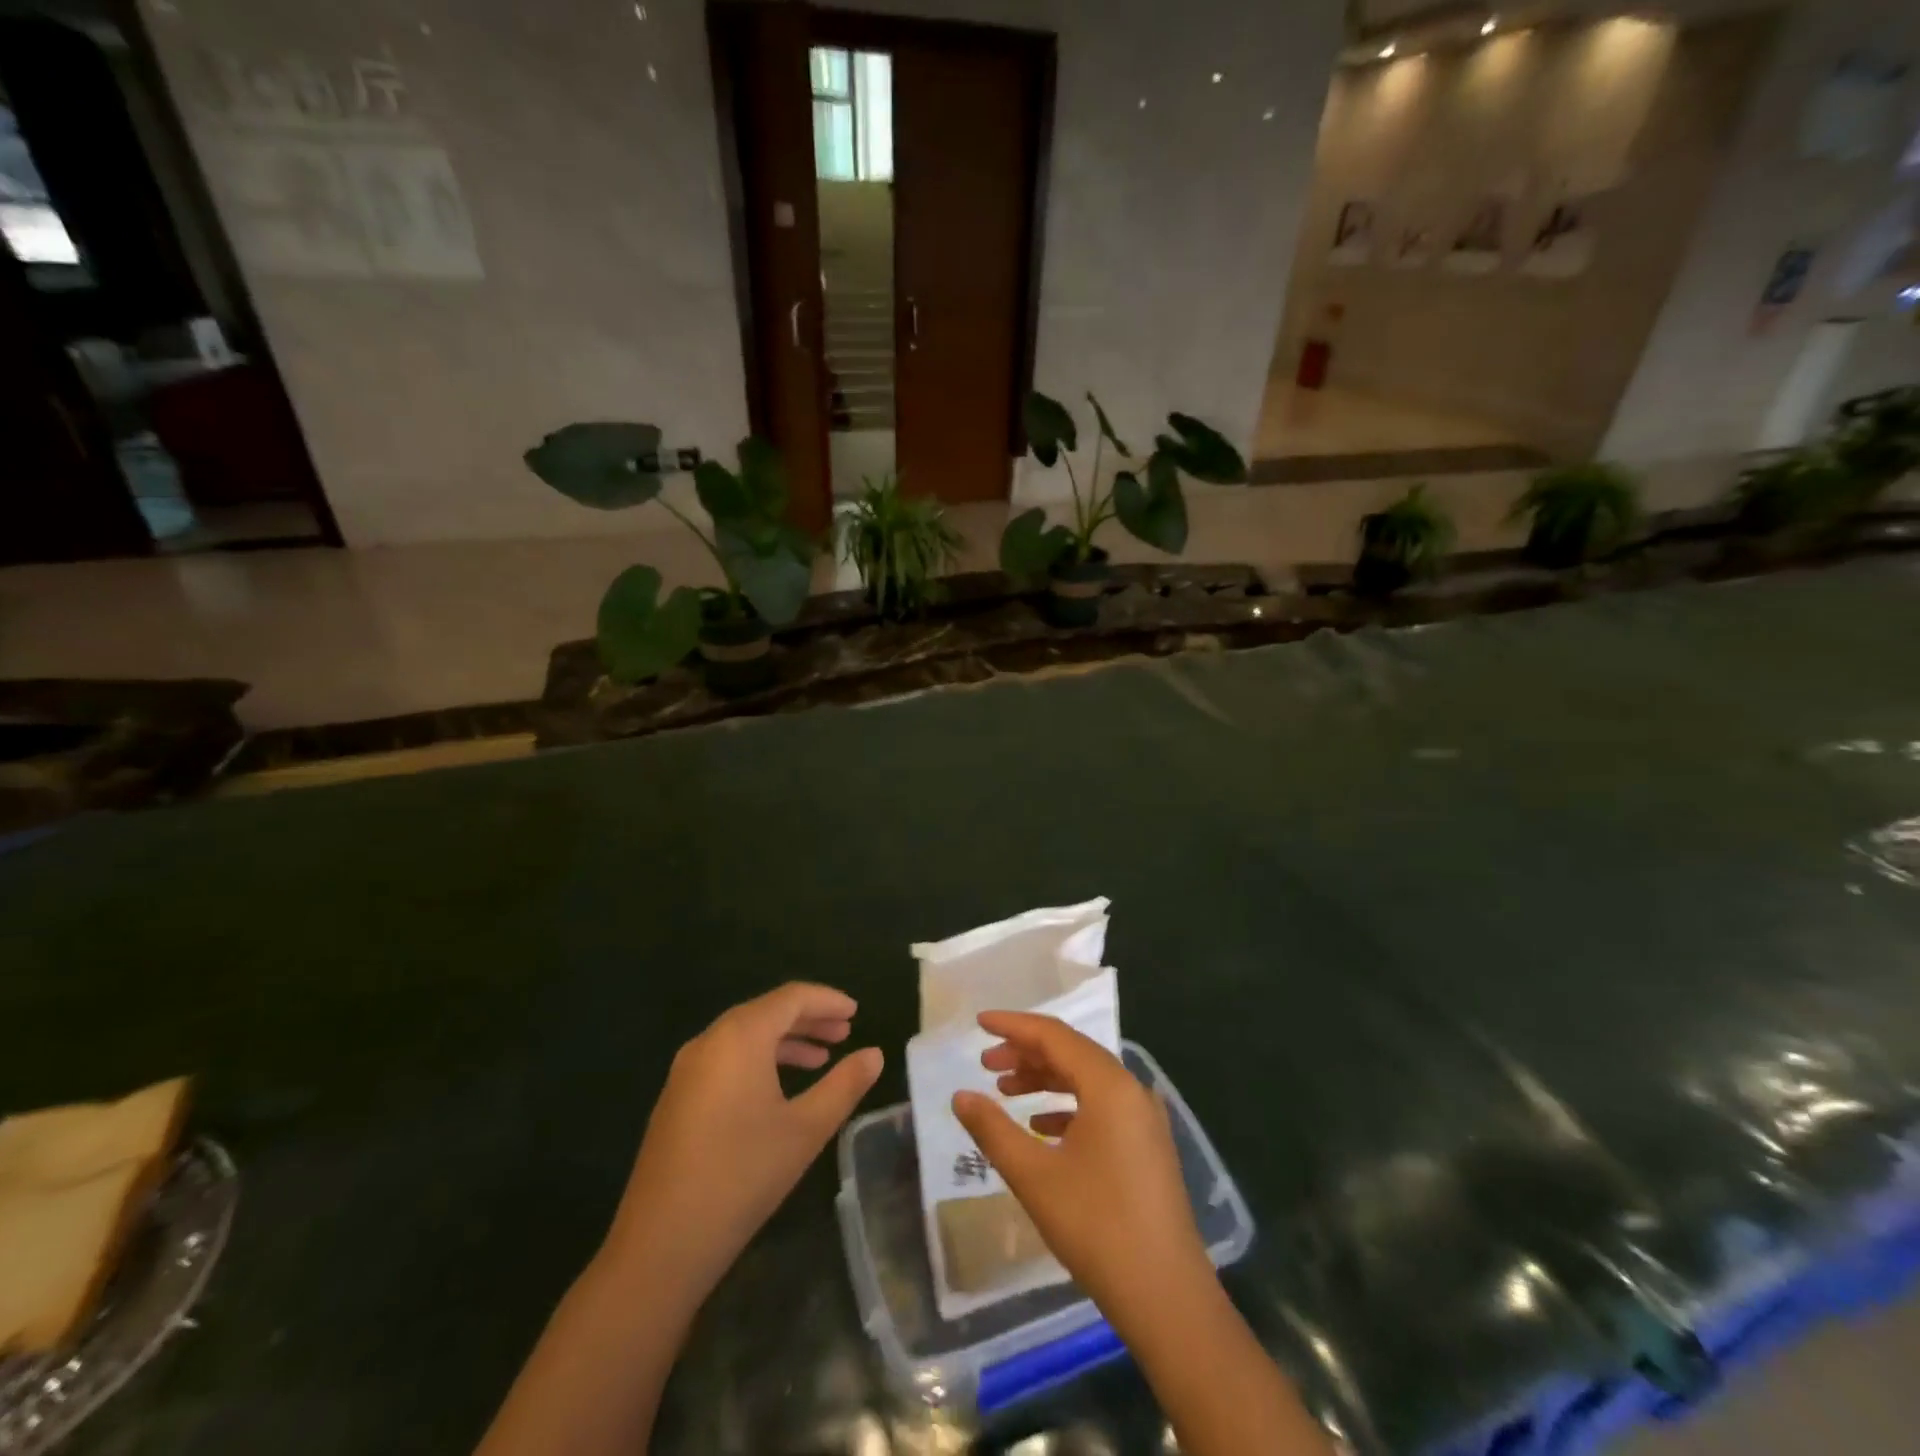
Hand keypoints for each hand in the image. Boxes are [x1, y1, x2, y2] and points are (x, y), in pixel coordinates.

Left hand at [604, 983, 883, 1296]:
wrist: (660, 1245)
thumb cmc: (742, 1176)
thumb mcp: (806, 1129)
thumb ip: (844, 1085)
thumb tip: (875, 1054)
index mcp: (740, 1037)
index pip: (791, 997)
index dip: (827, 1000)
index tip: (856, 1012)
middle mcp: (709, 1041)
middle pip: (766, 1012)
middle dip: (808, 1019)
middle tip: (845, 1033)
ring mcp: (687, 1070)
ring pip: (745, 1036)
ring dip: (785, 1041)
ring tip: (821, 1059)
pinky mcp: (677, 1098)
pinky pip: (726, 1058)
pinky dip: (759, 1060)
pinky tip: (779, 1089)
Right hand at [951, 1012, 1211, 1329]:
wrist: (1167, 1297)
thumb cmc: (1097, 1227)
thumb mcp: (1034, 1176)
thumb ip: (993, 1130)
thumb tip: (960, 1096)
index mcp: (1109, 1085)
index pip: (1054, 1036)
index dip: (1013, 1026)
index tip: (979, 1023)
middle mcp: (1131, 1090)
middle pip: (1072, 1053)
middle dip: (1026, 1053)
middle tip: (985, 1063)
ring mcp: (1144, 1118)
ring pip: (1086, 1080)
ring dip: (1045, 1079)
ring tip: (1005, 1090)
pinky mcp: (1147, 1145)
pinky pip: (1101, 1106)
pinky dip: (1067, 1107)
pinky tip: (1040, 1127)